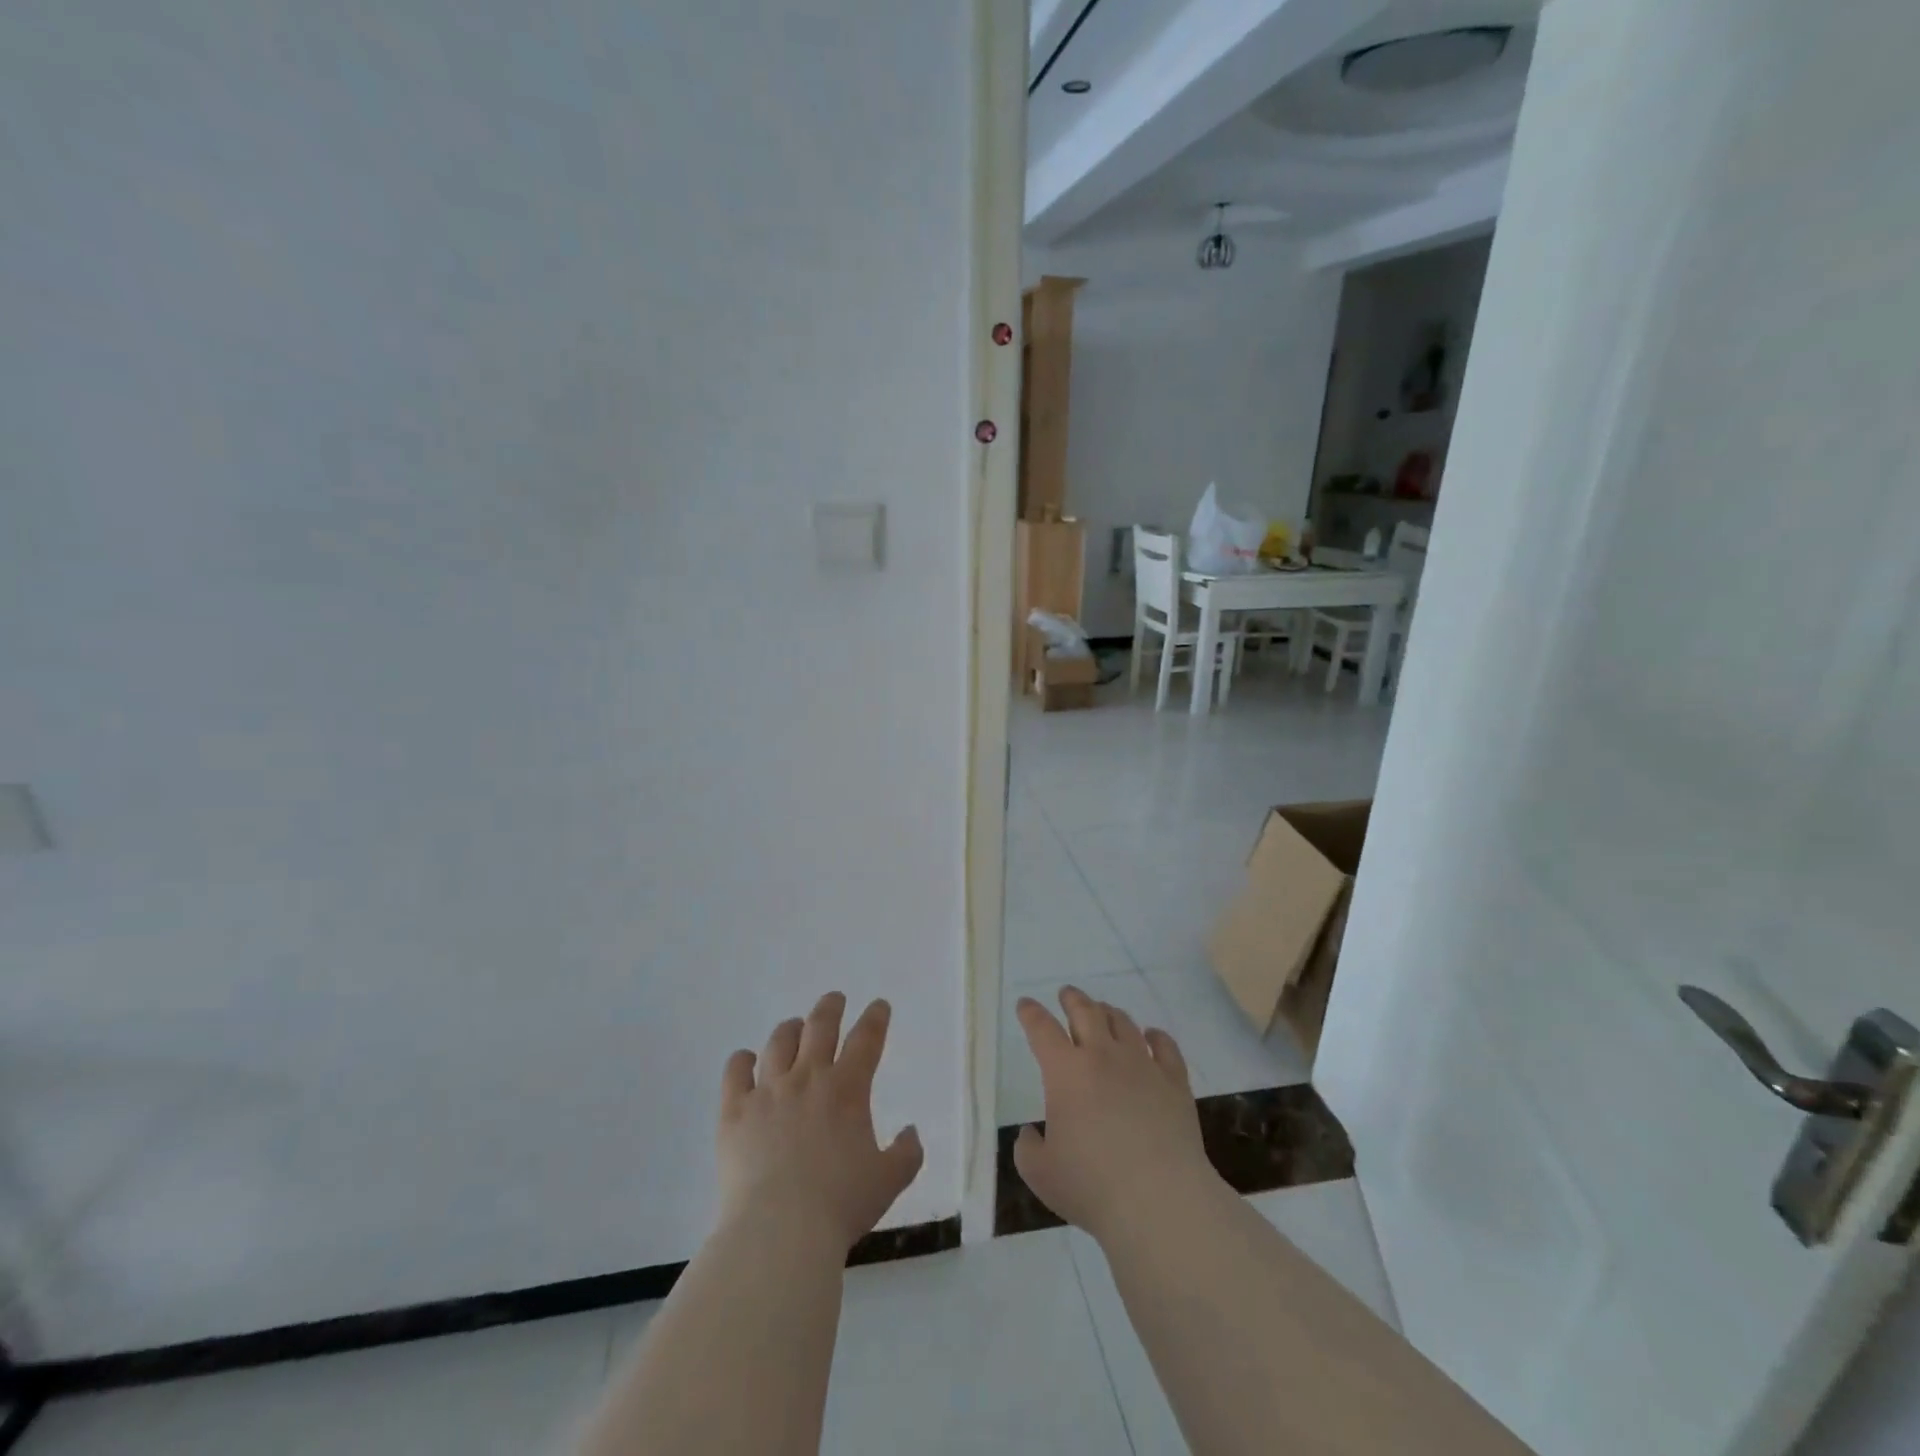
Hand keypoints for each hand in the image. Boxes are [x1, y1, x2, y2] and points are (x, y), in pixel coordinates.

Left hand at [718, 992, 923, 1253]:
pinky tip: (746, 1060)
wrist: (780, 1230)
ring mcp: (768, 1091)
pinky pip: (735, 1072)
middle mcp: (808, 1077)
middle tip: (835, 999)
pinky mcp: (734, 1110)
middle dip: (831, 1007)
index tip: (879, 1005)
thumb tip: (912, 1131)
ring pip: (779, 1042)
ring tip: (794, 1027)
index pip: (866, 1039)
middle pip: (820, 1026)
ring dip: (790, 1029)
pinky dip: (742, 1060)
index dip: (875, 1018)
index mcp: (847, 1088)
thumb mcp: (888, 1181)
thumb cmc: (840, 1205)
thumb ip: (907, 1153)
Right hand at [1013, 986, 1220, 1244]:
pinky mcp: (1174, 1081)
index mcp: (1066, 1072)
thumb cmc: (1092, 1186)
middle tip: (1067, 994)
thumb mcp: (1040, 1174)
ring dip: (1109, 1012)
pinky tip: (1152, 1036)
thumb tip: (1031, 1133)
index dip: (1031, 1014)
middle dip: (1073, 999)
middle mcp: (1103, 1056)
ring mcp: (1142, 1065)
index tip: (1025, 1004)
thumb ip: (1028, 1149)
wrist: (1159, 1199)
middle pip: (1085, 1012)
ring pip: (1123, 1023)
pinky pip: (1165, 1045)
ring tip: (1104, 1011)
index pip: (1042, 1029)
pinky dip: (1156, 1035)